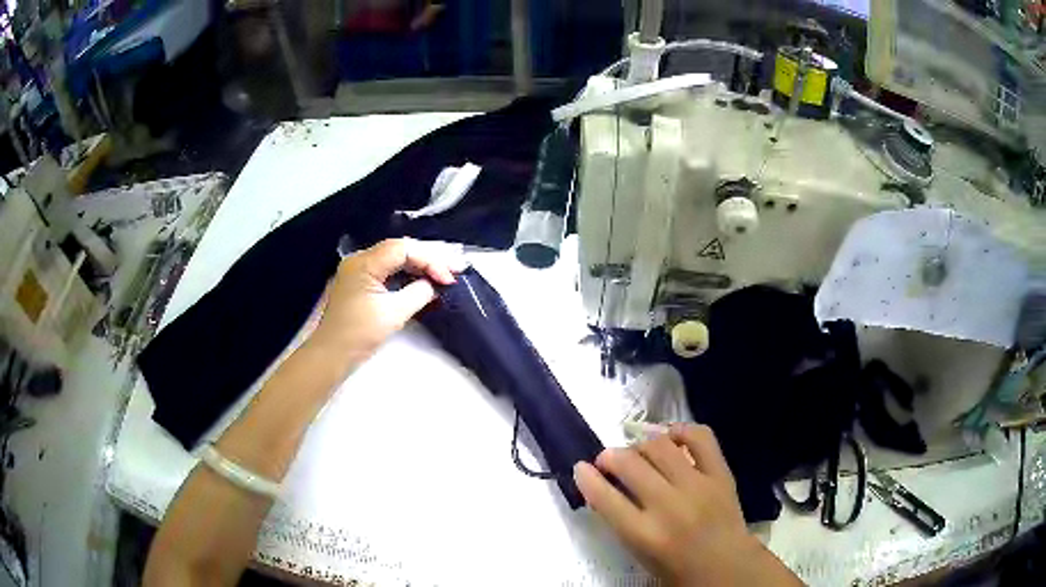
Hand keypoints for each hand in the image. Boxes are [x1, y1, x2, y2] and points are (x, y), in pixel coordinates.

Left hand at [309, 238, 465, 367]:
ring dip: (420, 264)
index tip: (448, 278)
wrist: (331, 354)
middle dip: (429, 257)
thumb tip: (433, 284)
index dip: (430, 259)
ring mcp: (359, 270)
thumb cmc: (359, 334)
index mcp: (364, 263)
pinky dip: (407, 273)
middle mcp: (360, 260)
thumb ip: (418, 293)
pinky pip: (388, 269)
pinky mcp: (361, 282)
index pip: (403, 249)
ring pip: (396, 258)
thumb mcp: (394, 313)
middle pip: (400, 249)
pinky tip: (423, 279)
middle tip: (455, 268)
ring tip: (445, 273)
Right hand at [574, 424, 802, 586]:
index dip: (587, 478)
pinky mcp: (720, 474)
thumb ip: (621, 521)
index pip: (606, 498)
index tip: (581, 467)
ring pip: (660, 446)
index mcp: (645, 534)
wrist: (728, 568)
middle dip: (610, 456)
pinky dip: (681, 430)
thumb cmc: (678, 569)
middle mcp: (669, 506)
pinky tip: (671, 438)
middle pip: (630, 464)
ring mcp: (698, 486)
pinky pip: (700, 437)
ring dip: (641, 445)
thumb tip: (604, 487)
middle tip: (607, 460)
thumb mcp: (640, 554)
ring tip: (639, 453)